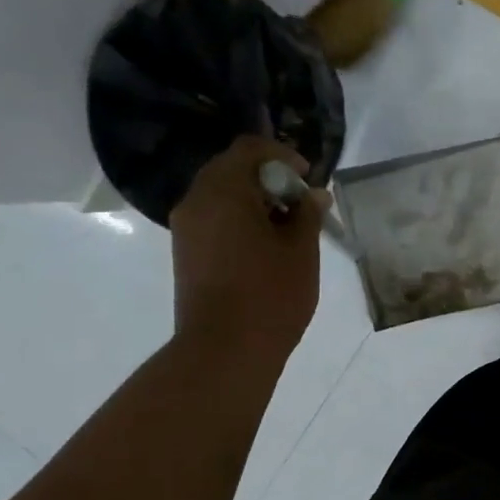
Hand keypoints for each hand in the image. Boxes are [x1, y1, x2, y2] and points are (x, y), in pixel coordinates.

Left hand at [168, 135, 328, 355]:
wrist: (224, 351)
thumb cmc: (270, 295)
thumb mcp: (301, 251)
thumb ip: (308, 215)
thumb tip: (313, 196)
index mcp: (223, 189)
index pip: (250, 149)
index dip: (283, 156)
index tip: (307, 179)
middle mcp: (196, 201)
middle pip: (231, 170)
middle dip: (269, 181)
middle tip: (300, 206)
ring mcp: (186, 229)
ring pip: (221, 198)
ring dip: (254, 204)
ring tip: (287, 232)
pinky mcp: (185, 255)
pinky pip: (214, 222)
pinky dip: (239, 223)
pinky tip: (265, 250)